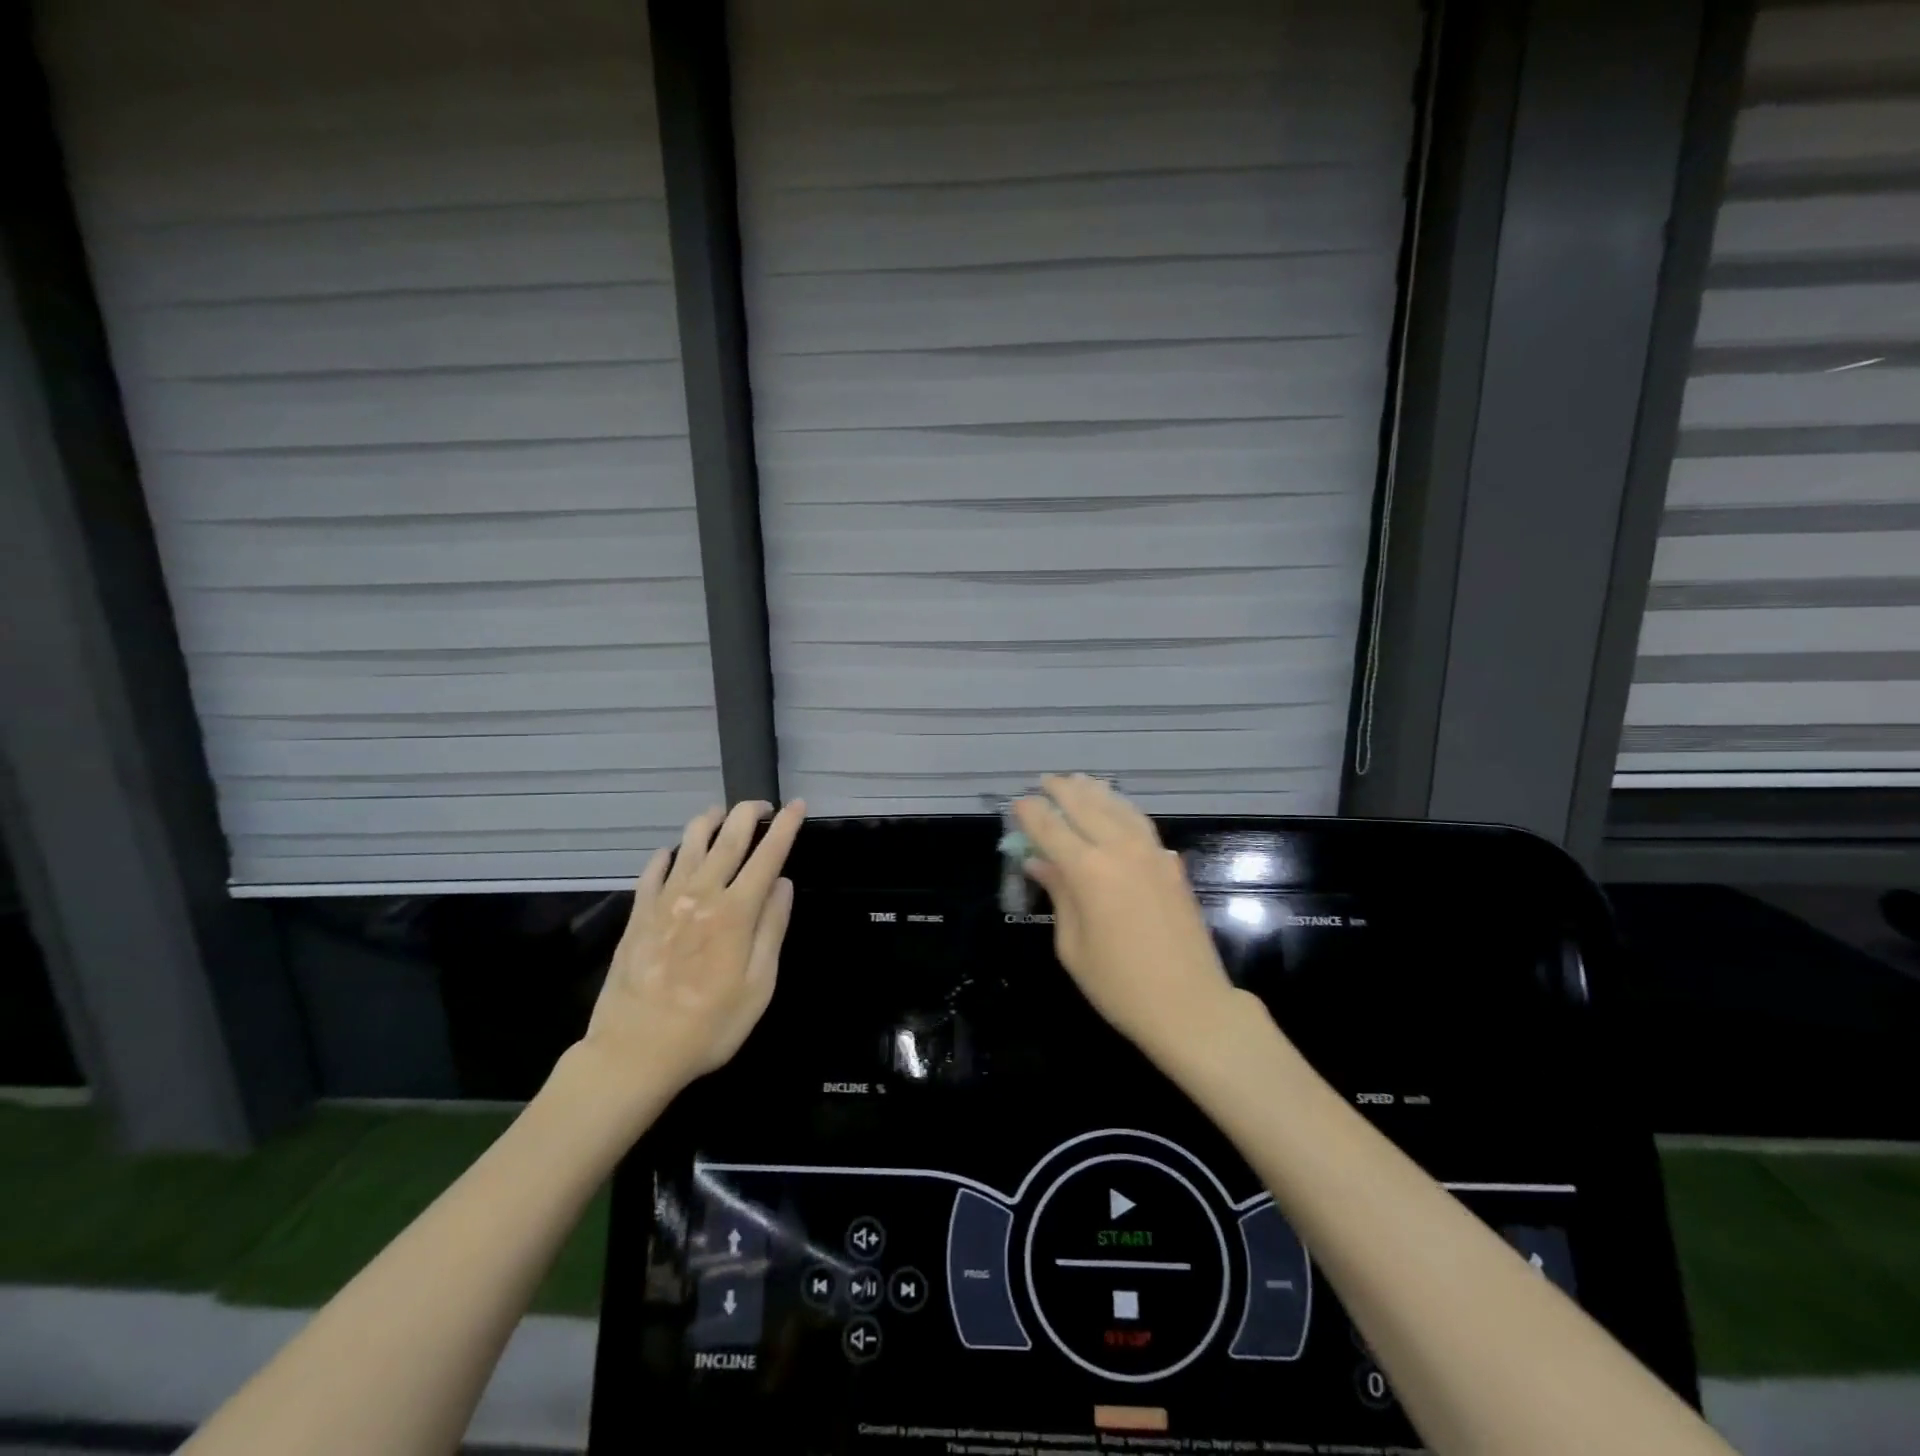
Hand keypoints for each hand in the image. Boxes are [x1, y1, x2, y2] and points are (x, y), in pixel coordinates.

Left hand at [577, 799, 805, 1112]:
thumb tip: (782, 884)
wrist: (635, 1051)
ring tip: (721, 816)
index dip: (785, 827)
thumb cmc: (709, 1025)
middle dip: (748, 813)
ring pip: (688, 844)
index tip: (797, 805)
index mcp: (736, 912)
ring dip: (708, 822)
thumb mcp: (759, 986)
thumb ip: (772, 929)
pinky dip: (667, 854)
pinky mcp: (638, 914)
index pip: (768, 855)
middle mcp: (701, 894)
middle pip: (728, 838)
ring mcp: (665, 901)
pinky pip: (653, 870)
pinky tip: (672, 852)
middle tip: (762, 805)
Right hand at [1013, 775, 1236, 1060]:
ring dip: (1096, 792)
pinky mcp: (1172, 866)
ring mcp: (1151, 855)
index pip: (1051, 829)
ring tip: (1080, 781)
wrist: (1190, 1006)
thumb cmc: (1119, 986)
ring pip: (1119, 809)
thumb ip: (1059, 895)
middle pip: (1086, 807)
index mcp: (1088, 871)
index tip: (1018, 802)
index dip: (1032, 813)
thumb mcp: (1073, 946)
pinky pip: (1143, 825)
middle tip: (1045, 781)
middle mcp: (1120, 851)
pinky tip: (1118, 810)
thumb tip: (1039, 863)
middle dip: (1063, 791)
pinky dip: (1124, 810)